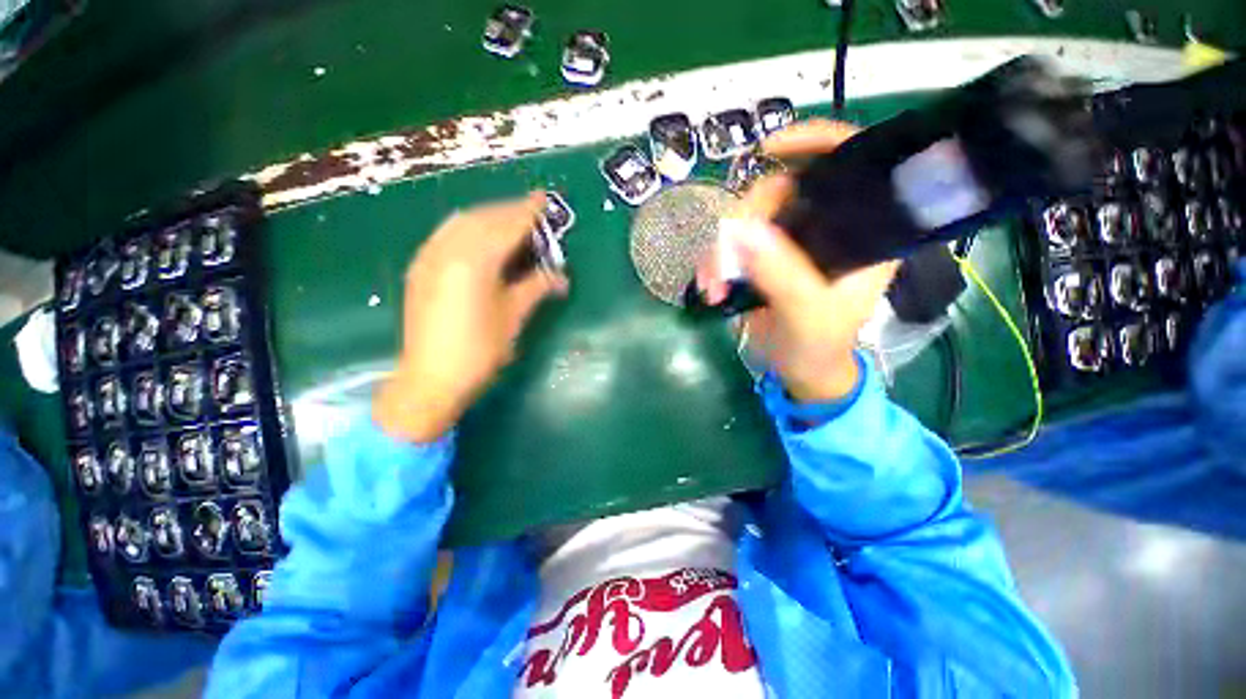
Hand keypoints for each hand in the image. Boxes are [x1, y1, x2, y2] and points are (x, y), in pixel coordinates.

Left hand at [374, 193, 567, 441]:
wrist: (430, 379)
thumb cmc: (479, 350)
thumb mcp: (513, 317)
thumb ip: (536, 287)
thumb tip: (561, 276)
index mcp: (475, 260)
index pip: (507, 225)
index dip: (529, 211)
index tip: (545, 199)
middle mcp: (448, 249)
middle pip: (483, 217)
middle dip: (509, 210)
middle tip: (532, 211)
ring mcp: (429, 257)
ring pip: (462, 222)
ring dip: (488, 216)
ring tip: (510, 222)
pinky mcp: (421, 268)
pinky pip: (447, 234)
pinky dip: (468, 228)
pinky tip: (480, 238)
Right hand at [696, 120, 897, 403]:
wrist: (800, 370)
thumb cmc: (819, 346)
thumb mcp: (808, 315)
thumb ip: (782, 275)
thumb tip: (741, 230)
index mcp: (860, 232)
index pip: (849, 164)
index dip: (815, 141)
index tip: (770, 147)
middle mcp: (826, 226)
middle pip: (782, 190)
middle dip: (745, 218)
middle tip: (724, 256)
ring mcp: (790, 241)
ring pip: (749, 218)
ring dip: (722, 248)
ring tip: (712, 283)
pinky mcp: (764, 258)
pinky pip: (732, 243)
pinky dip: (715, 261)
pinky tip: (709, 284)